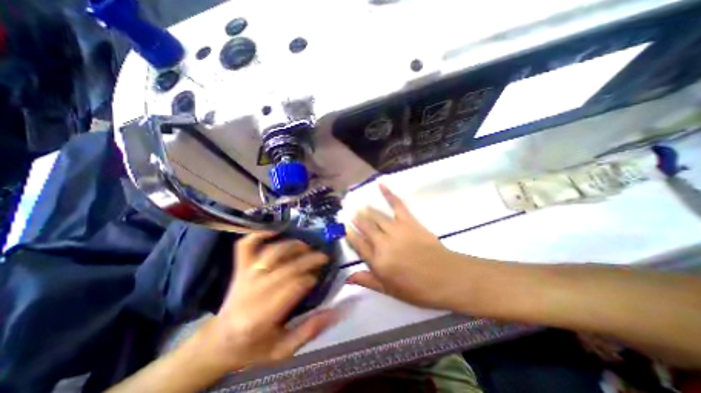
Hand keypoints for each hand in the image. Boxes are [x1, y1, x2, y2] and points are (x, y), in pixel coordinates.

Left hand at [197, 233, 339, 371]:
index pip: (294, 287)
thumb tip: (337, 310)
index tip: (320, 278)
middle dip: (309, 259)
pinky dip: (259, 235)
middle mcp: (252, 292)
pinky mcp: (239, 268)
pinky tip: (274, 231)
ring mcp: (244, 276)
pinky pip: (246, 246)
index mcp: (262, 317)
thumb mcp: (283, 350)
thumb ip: (310, 330)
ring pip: (271, 253)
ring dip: (292, 246)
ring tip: (306, 246)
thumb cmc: (253, 348)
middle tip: (324, 257)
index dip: (310, 279)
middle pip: (287, 267)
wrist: (218, 343)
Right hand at [345, 184, 464, 309]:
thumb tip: (348, 277)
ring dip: (365, 209)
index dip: (350, 235)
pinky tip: (380, 185)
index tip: (344, 227)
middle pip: (365, 227)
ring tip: (358, 204)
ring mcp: (396, 230)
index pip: (358, 244)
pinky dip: (388, 194)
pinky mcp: (409, 221)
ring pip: (376, 216)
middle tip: (347, 210)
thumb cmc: (418, 288)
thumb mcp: (389, 290)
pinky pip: (396, 205)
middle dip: (355, 218)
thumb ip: (368, 281)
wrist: (447, 277)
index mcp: (378, 261)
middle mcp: (383, 243)